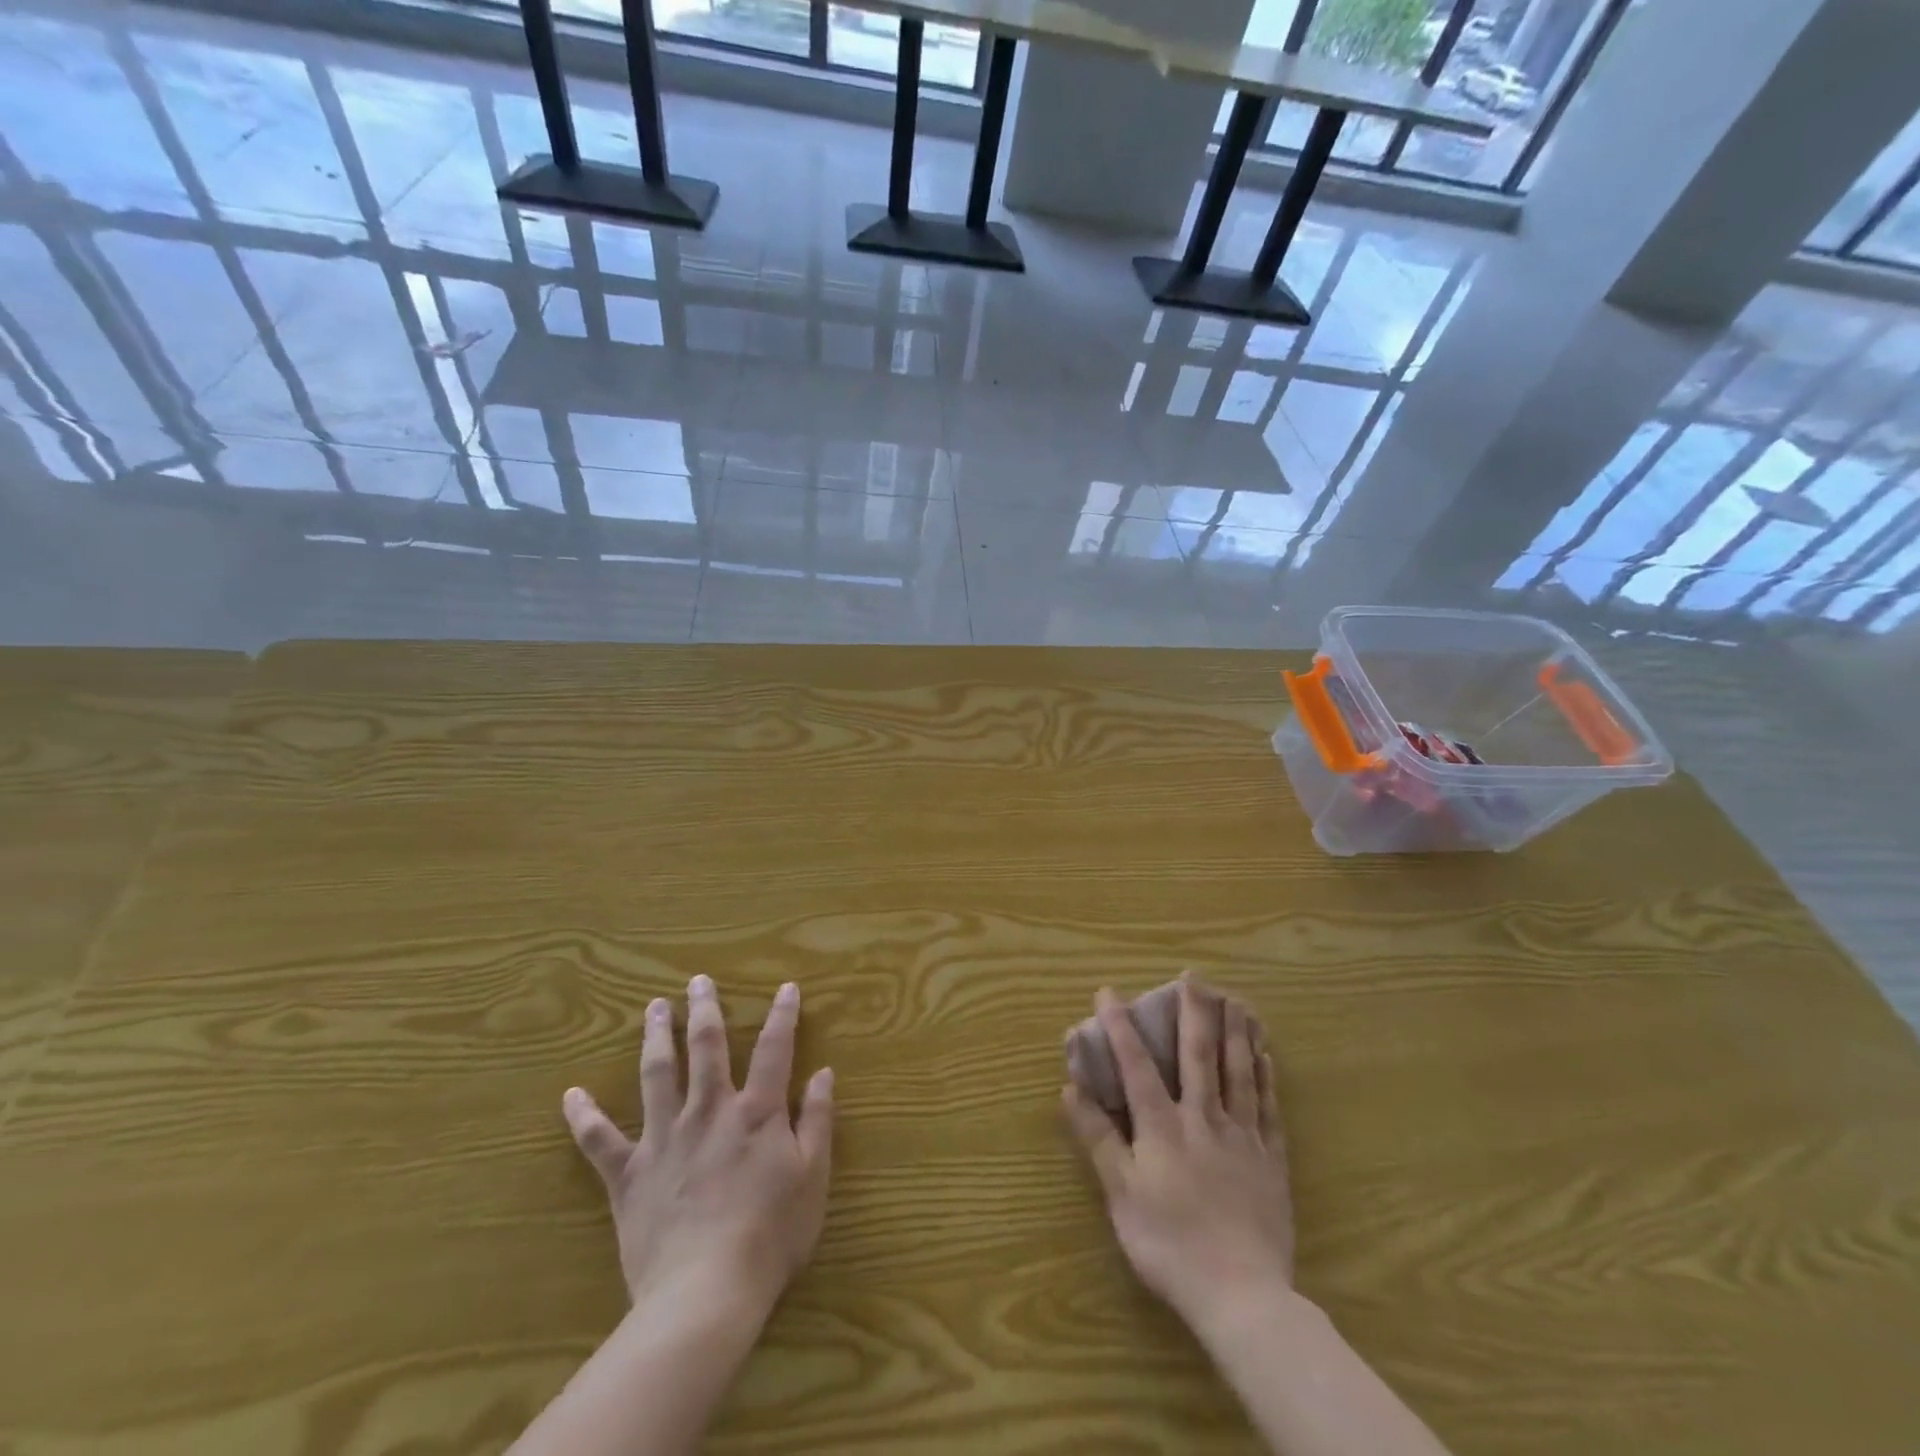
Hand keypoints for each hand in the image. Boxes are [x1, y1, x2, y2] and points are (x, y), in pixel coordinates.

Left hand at [562, 975, 834, 1321]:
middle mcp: (709, 1111)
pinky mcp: (630, 1173)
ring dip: (657, 1036)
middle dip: (705, 1009)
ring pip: (658, 1073)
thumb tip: (824, 1072)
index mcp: (756, 1112)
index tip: (786, 987)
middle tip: (698, 981)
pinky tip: (571, 1095)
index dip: (783, 1015)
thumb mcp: (812, 1177)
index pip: (775, 1049)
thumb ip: (817, 1121)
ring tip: (654, 1007)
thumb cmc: (770, 1236)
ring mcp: (665, 1138)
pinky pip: (600, 1141)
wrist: (704, 1294)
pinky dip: (584, 1117)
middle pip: (707, 1046)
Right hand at [1062, 975, 1293, 1331]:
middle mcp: (1202, 1118)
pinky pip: (1268, 1107)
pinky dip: (1265, 1077)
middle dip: (1193, 1011)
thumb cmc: (1169, 1244)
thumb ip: (1098, 1137)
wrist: (1241, 1295)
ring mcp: (1241, 1136)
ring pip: (1238, 1071)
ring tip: (1236, 999)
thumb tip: (1069, 1088)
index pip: (1136, 1064)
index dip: (1120, 1026)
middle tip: (1193, 976)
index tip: (1109, 992)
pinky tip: (1265, 1054)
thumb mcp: (1120, 1194)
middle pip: (1197, 1054)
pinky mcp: (1271, 1159)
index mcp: (1161, 1126)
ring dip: (1234, 1031)